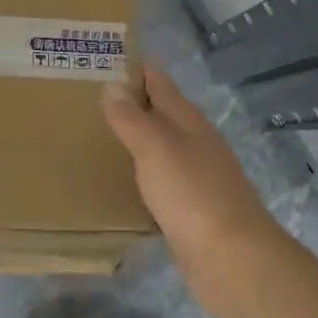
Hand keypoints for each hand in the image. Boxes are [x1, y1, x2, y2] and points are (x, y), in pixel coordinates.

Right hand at [103, 64, 290, 317]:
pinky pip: (159, 182)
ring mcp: (195, 177)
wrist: (232, 259)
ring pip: (159, 148)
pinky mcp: (189, 210)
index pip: (159, 82)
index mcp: (188, 121)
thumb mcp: (156, 148)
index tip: (102, 57)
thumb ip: (132, 118)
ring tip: (94, 134)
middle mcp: (194, 143)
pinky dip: (140, 174)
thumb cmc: (192, 194)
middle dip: (130, 102)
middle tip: (85, 96)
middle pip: (160, 113)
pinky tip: (119, 181)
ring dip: (134, 139)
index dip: (135, 68)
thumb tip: (112, 85)